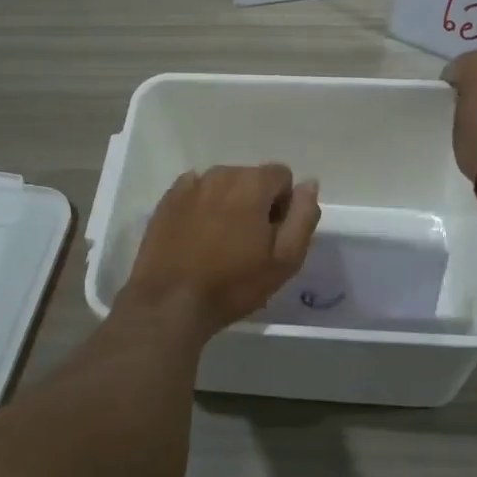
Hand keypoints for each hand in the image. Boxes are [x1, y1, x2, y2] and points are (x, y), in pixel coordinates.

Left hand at [119, 165, 321, 336]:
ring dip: (229, 203)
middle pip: (251, 177)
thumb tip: (309, 184)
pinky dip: (202, 205)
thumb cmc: (233, 284)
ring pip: (223, 184)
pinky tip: (197, 234)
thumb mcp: (285, 259)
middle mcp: (221, 174)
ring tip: (221, 241)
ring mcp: (190, 185)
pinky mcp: (168, 199)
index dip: (283, 204)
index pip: (281, 175)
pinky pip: (195, 191)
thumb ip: (303, 216)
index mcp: (252, 184)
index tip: (273, 234)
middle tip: (248, 242)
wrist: (170, 302)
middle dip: (256, 202)